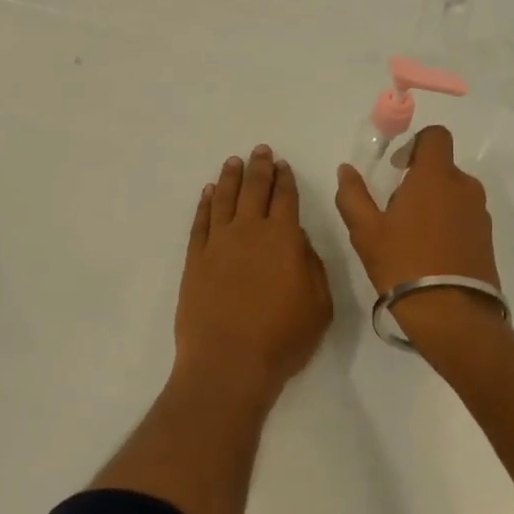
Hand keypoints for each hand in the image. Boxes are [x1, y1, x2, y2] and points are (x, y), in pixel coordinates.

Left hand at [174, 145, 333, 410]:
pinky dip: (205, 204)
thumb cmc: (282, 338)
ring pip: (224, 199)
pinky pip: (200, 222)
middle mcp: (249, 231)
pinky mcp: (195, 259)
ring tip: (233, 162)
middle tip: (260, 151)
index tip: (282, 164)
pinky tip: (208, 193)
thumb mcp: (318, 305)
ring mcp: (218, 243)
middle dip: (259, 168)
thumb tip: (297, 238)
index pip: (285, 198)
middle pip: (254, 190)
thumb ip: (312, 265)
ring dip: (230, 178)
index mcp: (283, 239)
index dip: (285, 179)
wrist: (228, 362)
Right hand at [335, 126, 505, 344]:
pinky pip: (464, 217)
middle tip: (395, 211)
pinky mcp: (487, 238)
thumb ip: (352, 195)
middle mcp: (464, 187)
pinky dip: (447, 224)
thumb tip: (346, 170)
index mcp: (436, 177)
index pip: (436, 136)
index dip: (415, 144)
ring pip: (453, 194)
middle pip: (442, 168)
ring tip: (411, 237)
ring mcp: (480, 213)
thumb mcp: (365, 231)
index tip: (397, 168)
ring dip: (434, 204)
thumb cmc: (403, 263)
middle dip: (419, 180)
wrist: (451, 314)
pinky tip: (430, 253)